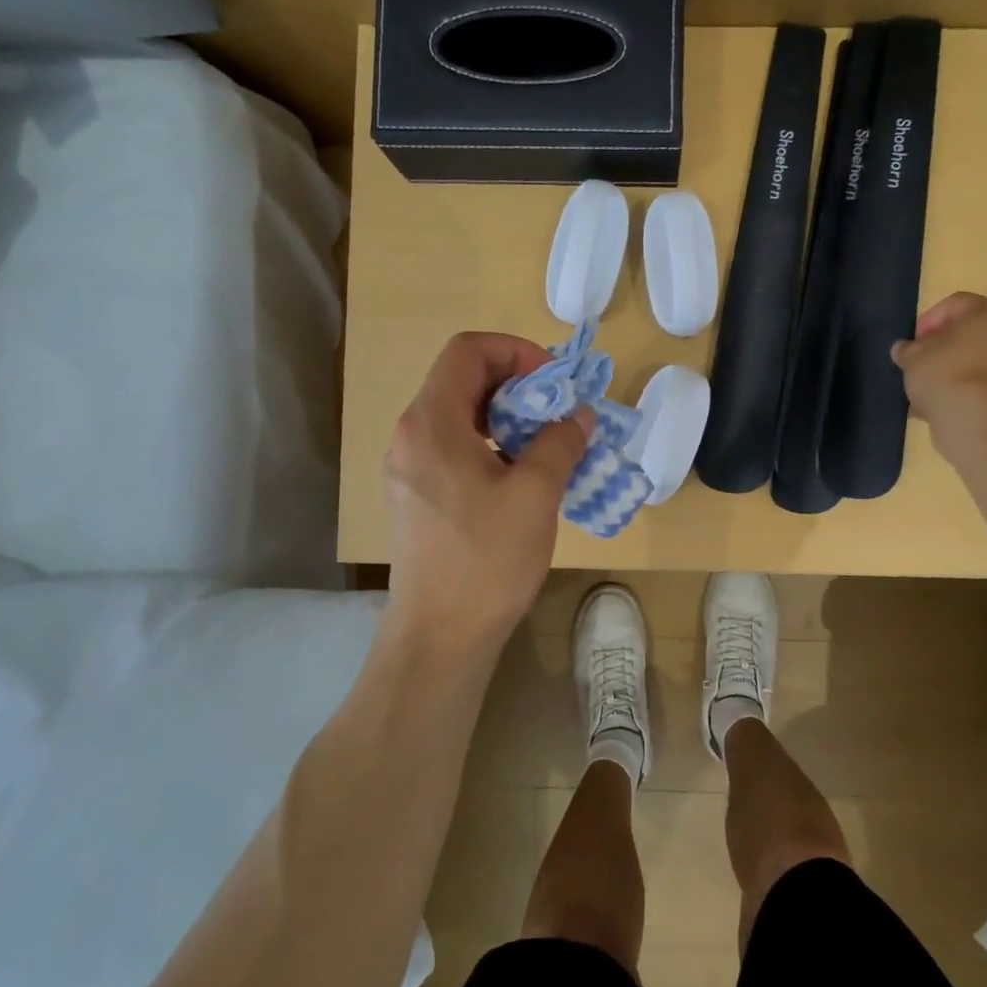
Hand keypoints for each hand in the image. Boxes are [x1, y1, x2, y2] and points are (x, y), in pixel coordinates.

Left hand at [382, 333, 592, 661]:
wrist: (440, 636)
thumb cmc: (486, 559)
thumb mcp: (536, 494)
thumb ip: (560, 442)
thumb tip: (578, 416)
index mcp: (432, 423)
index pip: (467, 350)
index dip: (515, 351)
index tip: (553, 381)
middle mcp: (410, 435)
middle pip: (461, 380)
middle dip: (515, 384)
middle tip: (556, 411)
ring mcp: (407, 468)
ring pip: (458, 416)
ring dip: (505, 417)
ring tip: (544, 444)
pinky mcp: (414, 496)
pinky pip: (452, 448)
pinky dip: (489, 445)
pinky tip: (519, 477)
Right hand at [892, 293, 986, 461]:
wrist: (979, 419)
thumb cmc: (946, 372)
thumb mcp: (913, 357)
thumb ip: (907, 349)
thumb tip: (904, 350)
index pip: (957, 304)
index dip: (929, 320)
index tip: (913, 341)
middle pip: (973, 335)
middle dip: (944, 349)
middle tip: (922, 364)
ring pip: (980, 364)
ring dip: (955, 374)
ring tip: (928, 393)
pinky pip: (986, 388)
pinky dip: (966, 395)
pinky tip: (941, 409)